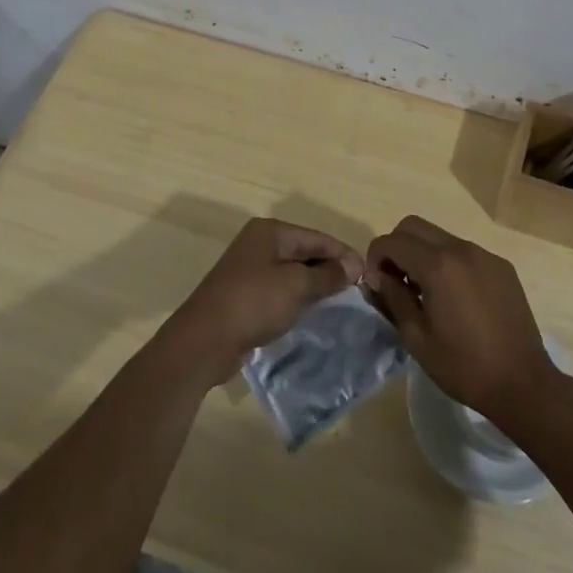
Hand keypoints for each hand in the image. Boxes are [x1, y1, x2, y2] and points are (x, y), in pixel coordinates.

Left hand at [166, 218, 363, 381]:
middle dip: (330, 268)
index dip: (343, 253)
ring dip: (314, 285)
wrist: (204, 340)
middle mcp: (259, 244)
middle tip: (357, 289)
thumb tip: (354, 266)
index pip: (317, 237)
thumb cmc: (253, 303)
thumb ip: (327, 274)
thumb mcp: (297, 286)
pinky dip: (297, 298)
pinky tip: (311, 312)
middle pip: (304, 252)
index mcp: (270, 231)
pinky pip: (279, 290)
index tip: (368, 273)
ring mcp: (249, 269)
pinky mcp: (244, 294)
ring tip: (340, 301)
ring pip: (292, 272)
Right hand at [364, 216, 557, 428]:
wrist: (523, 384)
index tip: (376, 284)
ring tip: (425, 292)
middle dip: (397, 247)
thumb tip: (376, 276)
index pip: (392, 241)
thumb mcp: (416, 337)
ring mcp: (484, 254)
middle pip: (414, 226)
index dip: (375, 257)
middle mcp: (461, 248)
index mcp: (438, 265)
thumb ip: (392, 298)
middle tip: (396, 282)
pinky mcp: (501, 266)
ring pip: (440, 236)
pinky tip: (455, 298)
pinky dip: (448, 263)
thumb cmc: (463, 366)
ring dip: (422, 254)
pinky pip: (464, 251)